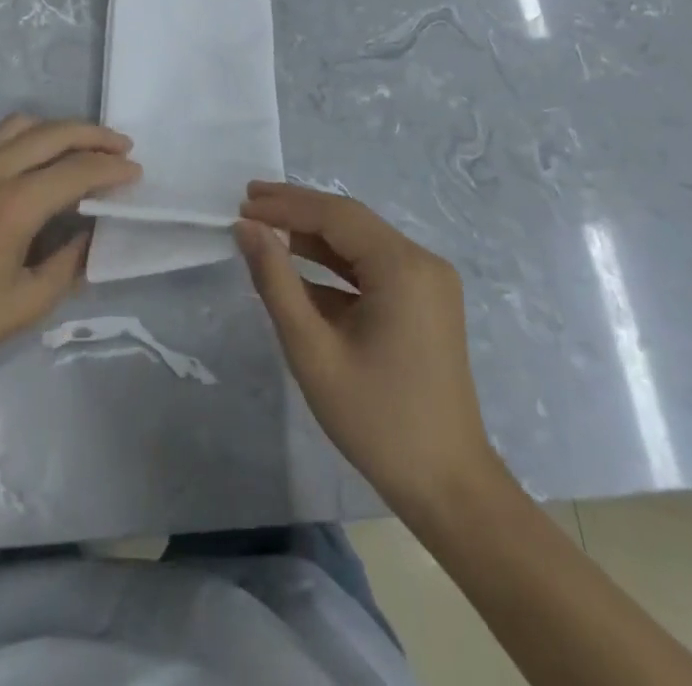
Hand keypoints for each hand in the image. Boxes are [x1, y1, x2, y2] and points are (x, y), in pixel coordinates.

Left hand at [0, 115, 138, 401]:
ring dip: (59, 131)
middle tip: (122, 148)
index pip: (76, 170)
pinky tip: (38, 167)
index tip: (136, 173)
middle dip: (94, 135)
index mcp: (10, 207)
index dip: (112, 169)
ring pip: (21, 125)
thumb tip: (90, 233)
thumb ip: (68, 264)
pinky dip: (28, 141)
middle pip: (53, 132)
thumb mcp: (25, 306)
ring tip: (83, 149)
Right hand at [235, 182, 497, 512]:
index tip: (242, 203)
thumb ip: (277, 282)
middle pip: (350, 221)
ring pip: (361, 243)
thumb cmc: (377, 421)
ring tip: (265, 228)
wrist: (448, 487)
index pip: (336, 215)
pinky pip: (374, 268)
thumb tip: (247, 230)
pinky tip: (299, 268)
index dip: (286, 205)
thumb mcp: (313, 351)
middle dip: (298, 212)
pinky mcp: (425, 301)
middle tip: (249, 203)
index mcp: (403, 267)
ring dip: (314, 236)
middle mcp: (421, 261)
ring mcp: (428, 281)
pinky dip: (335, 266)